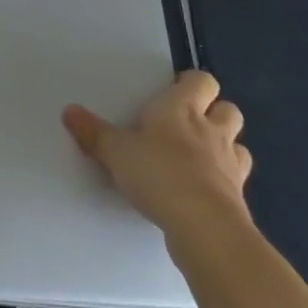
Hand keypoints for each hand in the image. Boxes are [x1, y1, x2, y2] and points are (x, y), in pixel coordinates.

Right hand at [63, 70, 251, 242]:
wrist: (204, 226)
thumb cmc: (158, 173)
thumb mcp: (115, 151)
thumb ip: (93, 132)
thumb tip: (69, 111)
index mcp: (181, 109)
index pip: (201, 81)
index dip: (192, 84)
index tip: (175, 92)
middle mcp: (211, 130)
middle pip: (228, 109)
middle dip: (215, 113)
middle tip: (189, 124)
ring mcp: (229, 164)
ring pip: (238, 144)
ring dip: (225, 147)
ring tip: (201, 157)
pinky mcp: (238, 198)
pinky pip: (236, 180)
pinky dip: (225, 181)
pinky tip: (206, 191)